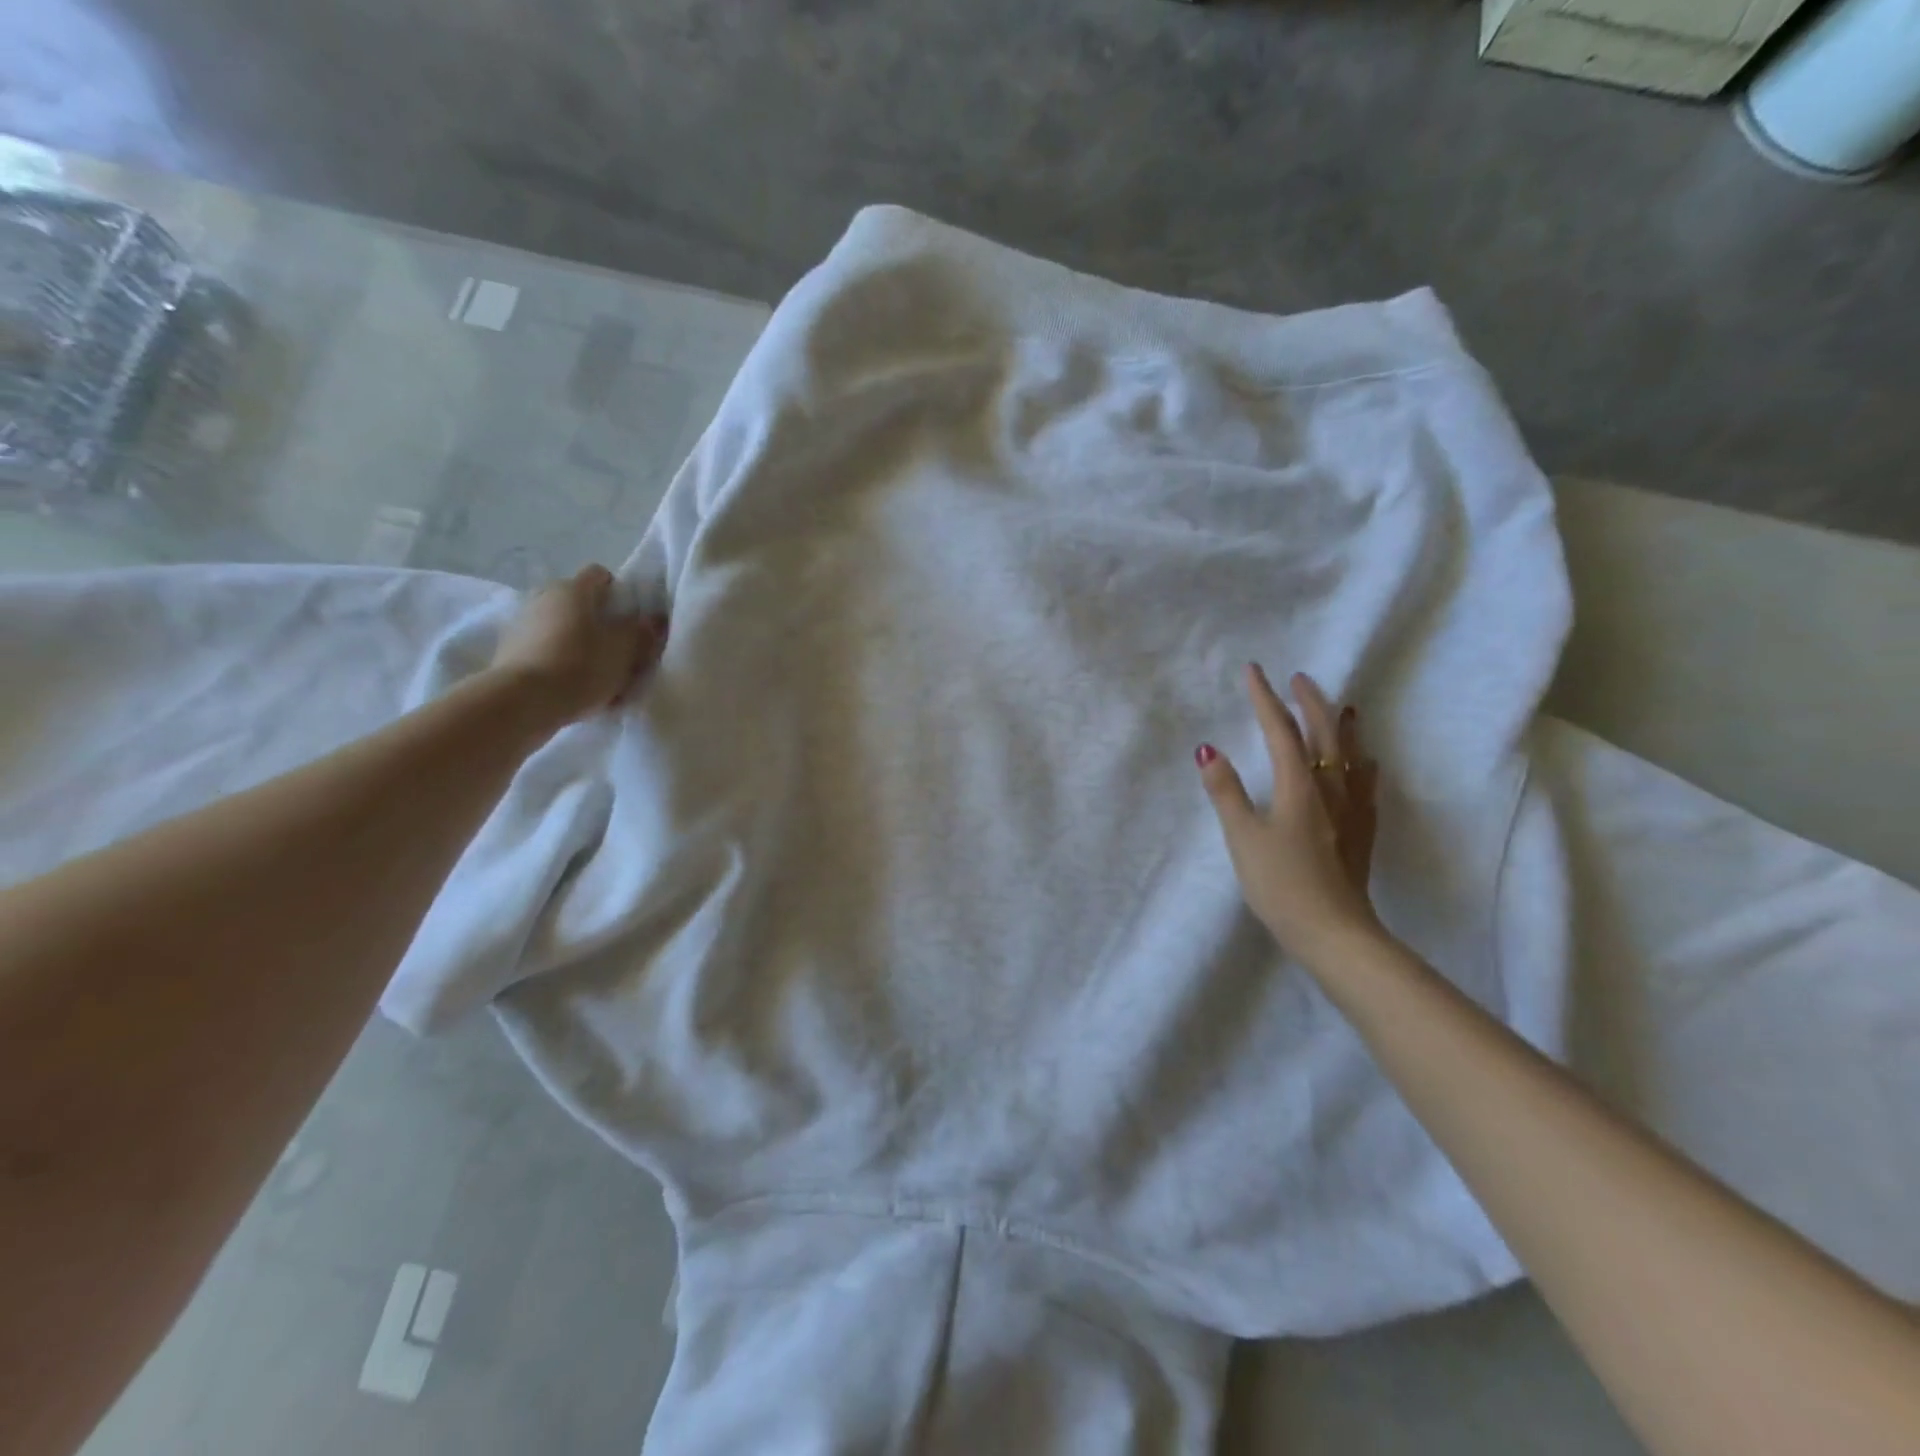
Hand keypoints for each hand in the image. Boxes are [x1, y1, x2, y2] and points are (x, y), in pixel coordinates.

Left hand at [489, 564, 666, 725]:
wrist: (523, 702)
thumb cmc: (581, 666)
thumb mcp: (625, 651)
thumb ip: (642, 631)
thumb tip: (655, 619)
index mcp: (573, 589)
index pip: (600, 575)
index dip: (619, 592)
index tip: (631, 618)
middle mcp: (543, 596)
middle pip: (579, 602)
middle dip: (598, 620)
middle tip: (617, 648)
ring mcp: (522, 622)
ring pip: (561, 626)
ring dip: (578, 641)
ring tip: (595, 672)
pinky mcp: (509, 650)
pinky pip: (544, 648)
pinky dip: (559, 659)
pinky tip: (572, 685)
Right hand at [1197, 665, 1381, 966]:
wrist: (1335, 931)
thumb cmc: (1281, 884)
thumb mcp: (1242, 838)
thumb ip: (1226, 792)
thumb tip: (1208, 750)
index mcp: (1298, 785)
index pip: (1280, 730)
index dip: (1265, 698)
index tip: (1254, 671)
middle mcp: (1330, 787)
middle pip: (1324, 733)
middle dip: (1309, 701)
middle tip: (1298, 678)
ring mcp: (1352, 808)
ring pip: (1351, 753)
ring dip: (1341, 724)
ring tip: (1340, 705)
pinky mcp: (1362, 830)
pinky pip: (1366, 781)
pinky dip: (1362, 761)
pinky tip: (1366, 761)